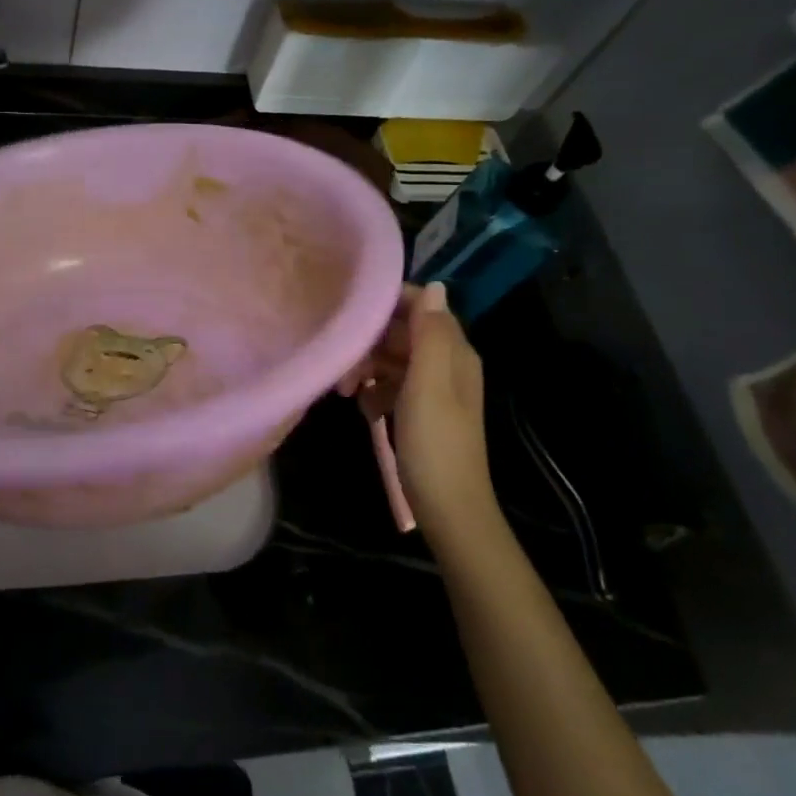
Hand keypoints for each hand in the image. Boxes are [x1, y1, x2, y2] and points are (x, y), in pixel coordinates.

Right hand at [337, 282, 494, 545]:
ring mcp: (433, 388)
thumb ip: (430, 335)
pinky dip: (374, 391)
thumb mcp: (429, 385)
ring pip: (391, 358)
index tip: (348, 314)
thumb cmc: (435, 445)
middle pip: (400, 331)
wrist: (448, 510)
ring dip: (366, 368)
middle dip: (368, 341)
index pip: (420, 306)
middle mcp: (446, 363)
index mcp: (454, 352)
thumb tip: (433, 285)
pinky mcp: (419, 410)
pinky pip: (390, 384)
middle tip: (341, 363)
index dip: (385, 304)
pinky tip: (363, 409)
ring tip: (344, 391)